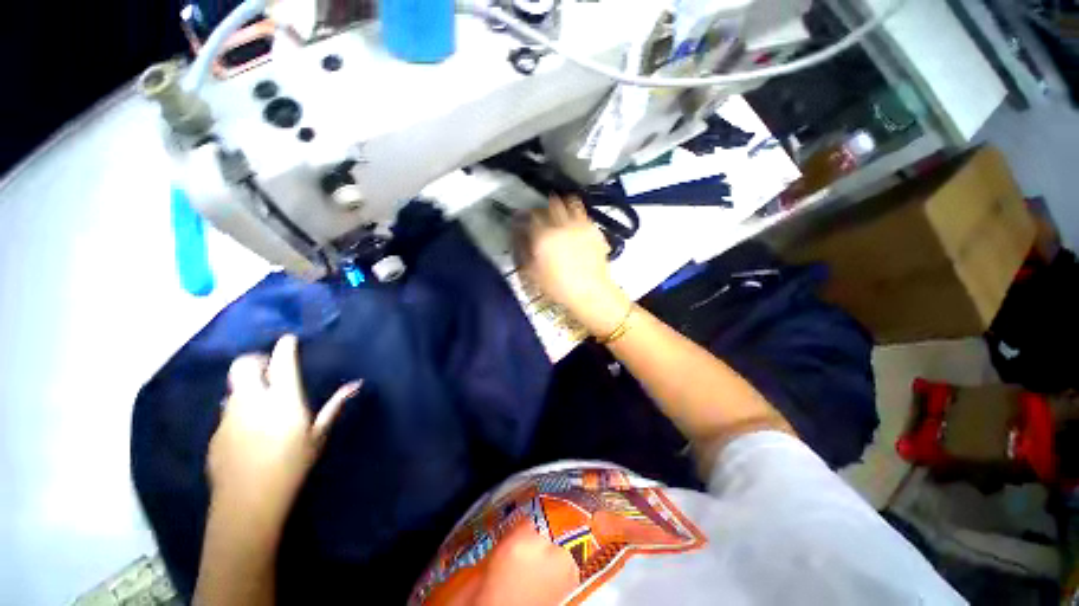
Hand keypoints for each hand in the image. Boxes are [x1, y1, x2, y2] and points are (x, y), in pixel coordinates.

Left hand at [208, 334, 360, 518]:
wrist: (247, 502)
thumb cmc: (292, 466)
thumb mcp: (319, 435)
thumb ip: (335, 406)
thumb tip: (356, 384)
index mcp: (282, 400)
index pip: (281, 362)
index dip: (284, 347)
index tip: (288, 339)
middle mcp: (251, 401)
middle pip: (242, 365)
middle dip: (255, 360)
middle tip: (269, 370)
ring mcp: (228, 416)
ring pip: (233, 388)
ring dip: (247, 386)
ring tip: (261, 401)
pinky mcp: (215, 433)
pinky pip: (227, 411)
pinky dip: (239, 409)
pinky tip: (250, 430)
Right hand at [514, 195, 630, 336]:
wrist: (590, 292)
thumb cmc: (559, 288)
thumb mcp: (533, 274)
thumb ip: (524, 253)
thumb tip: (519, 239)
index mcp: (543, 237)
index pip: (530, 217)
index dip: (524, 216)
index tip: (522, 219)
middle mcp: (561, 225)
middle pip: (549, 204)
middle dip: (543, 208)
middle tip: (541, 215)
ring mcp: (579, 225)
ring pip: (569, 202)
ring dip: (562, 204)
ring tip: (559, 212)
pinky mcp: (594, 229)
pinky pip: (584, 213)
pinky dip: (577, 213)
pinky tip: (575, 223)